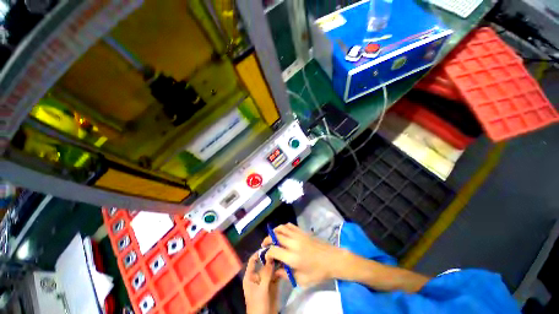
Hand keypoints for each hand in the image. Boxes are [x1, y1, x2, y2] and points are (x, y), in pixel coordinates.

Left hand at [243, 252, 279, 313]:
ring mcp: (266, 281)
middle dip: (270, 257)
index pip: (252, 261)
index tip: (268, 246)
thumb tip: (271, 257)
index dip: (258, 253)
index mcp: (250, 276)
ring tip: (284, 256)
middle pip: (263, 263)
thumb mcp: (261, 288)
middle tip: (279, 249)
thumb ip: (266, 273)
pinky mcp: (273, 286)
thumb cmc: (258, 304)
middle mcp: (258, 276)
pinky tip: (286, 266)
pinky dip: (281, 271)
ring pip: (271, 269)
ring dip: (277, 263)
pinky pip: (276, 275)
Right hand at [263, 223, 347, 286]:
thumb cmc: (318, 272)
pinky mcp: (302, 231)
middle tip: (265, 245)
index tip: (267, 258)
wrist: (332, 259)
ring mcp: (298, 235)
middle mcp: (293, 243)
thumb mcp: (302, 280)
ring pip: (282, 228)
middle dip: (267, 239)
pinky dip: (283, 227)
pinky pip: (290, 225)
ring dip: (274, 231)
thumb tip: (276, 271)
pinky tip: (283, 232)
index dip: (267, 253)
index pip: (273, 250)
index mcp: (292, 257)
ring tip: (272, 237)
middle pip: (276, 236)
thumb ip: (286, 275)